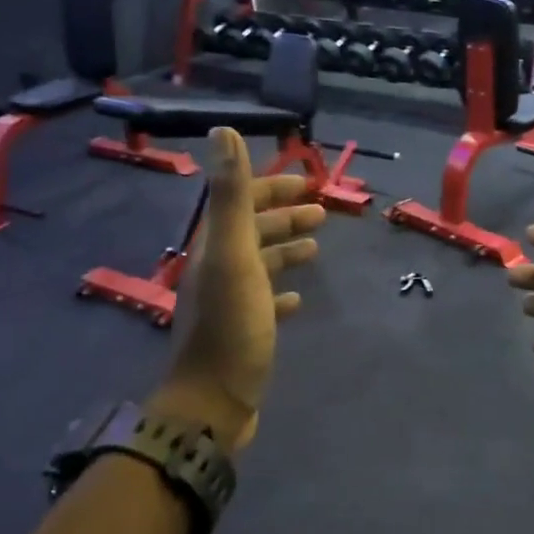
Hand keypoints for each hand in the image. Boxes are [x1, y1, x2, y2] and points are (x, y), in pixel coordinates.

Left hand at [152, 128, 326, 450]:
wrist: (213, 403)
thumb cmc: (230, 327)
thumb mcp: (233, 256)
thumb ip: (231, 196)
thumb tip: (224, 130)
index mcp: (214, 248)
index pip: (239, 203)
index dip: (269, 188)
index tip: (306, 183)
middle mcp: (217, 270)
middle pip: (251, 233)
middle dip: (283, 218)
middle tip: (320, 214)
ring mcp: (228, 304)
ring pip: (259, 266)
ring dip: (285, 251)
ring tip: (316, 250)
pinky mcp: (241, 334)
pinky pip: (264, 303)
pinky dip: (281, 293)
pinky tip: (298, 299)